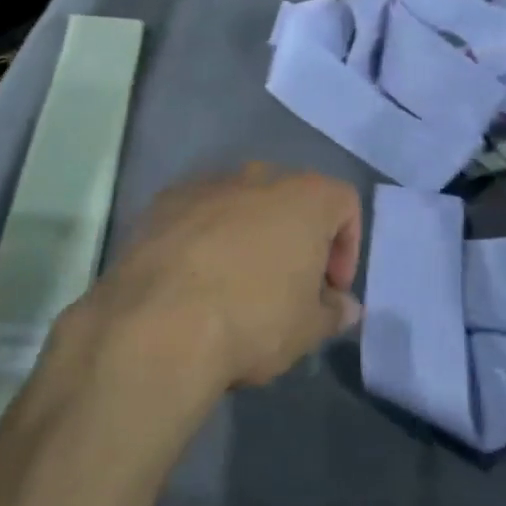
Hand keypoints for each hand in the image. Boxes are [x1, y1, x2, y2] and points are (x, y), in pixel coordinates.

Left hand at [94, 164, 363, 389]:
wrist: (158, 323)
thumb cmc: (252, 320)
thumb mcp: (307, 329)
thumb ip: (333, 312)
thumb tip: (345, 306)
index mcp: (305, 196)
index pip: (345, 203)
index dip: (347, 247)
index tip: (330, 290)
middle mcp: (260, 176)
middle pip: (293, 198)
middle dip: (297, 238)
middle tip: (289, 287)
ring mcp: (209, 184)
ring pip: (243, 203)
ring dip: (249, 235)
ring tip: (236, 285)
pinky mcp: (165, 200)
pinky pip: (200, 213)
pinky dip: (206, 236)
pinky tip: (194, 280)